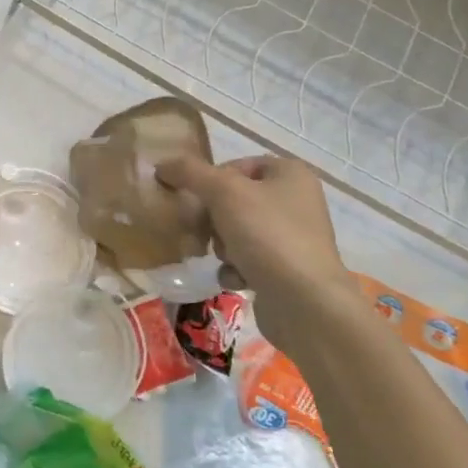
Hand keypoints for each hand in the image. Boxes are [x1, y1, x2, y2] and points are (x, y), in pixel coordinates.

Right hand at [157, 154, 357, 353]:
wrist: (306, 303)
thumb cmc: (267, 235)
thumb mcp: (223, 192)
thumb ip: (190, 172)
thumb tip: (161, 165)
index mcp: (290, 174)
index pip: (236, 165)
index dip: (211, 180)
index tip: (194, 198)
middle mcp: (296, 201)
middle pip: (233, 200)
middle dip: (212, 218)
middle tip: (201, 231)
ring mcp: (293, 238)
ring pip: (236, 230)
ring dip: (221, 244)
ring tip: (224, 258)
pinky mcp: (286, 269)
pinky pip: (248, 259)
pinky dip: (235, 268)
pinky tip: (235, 279)